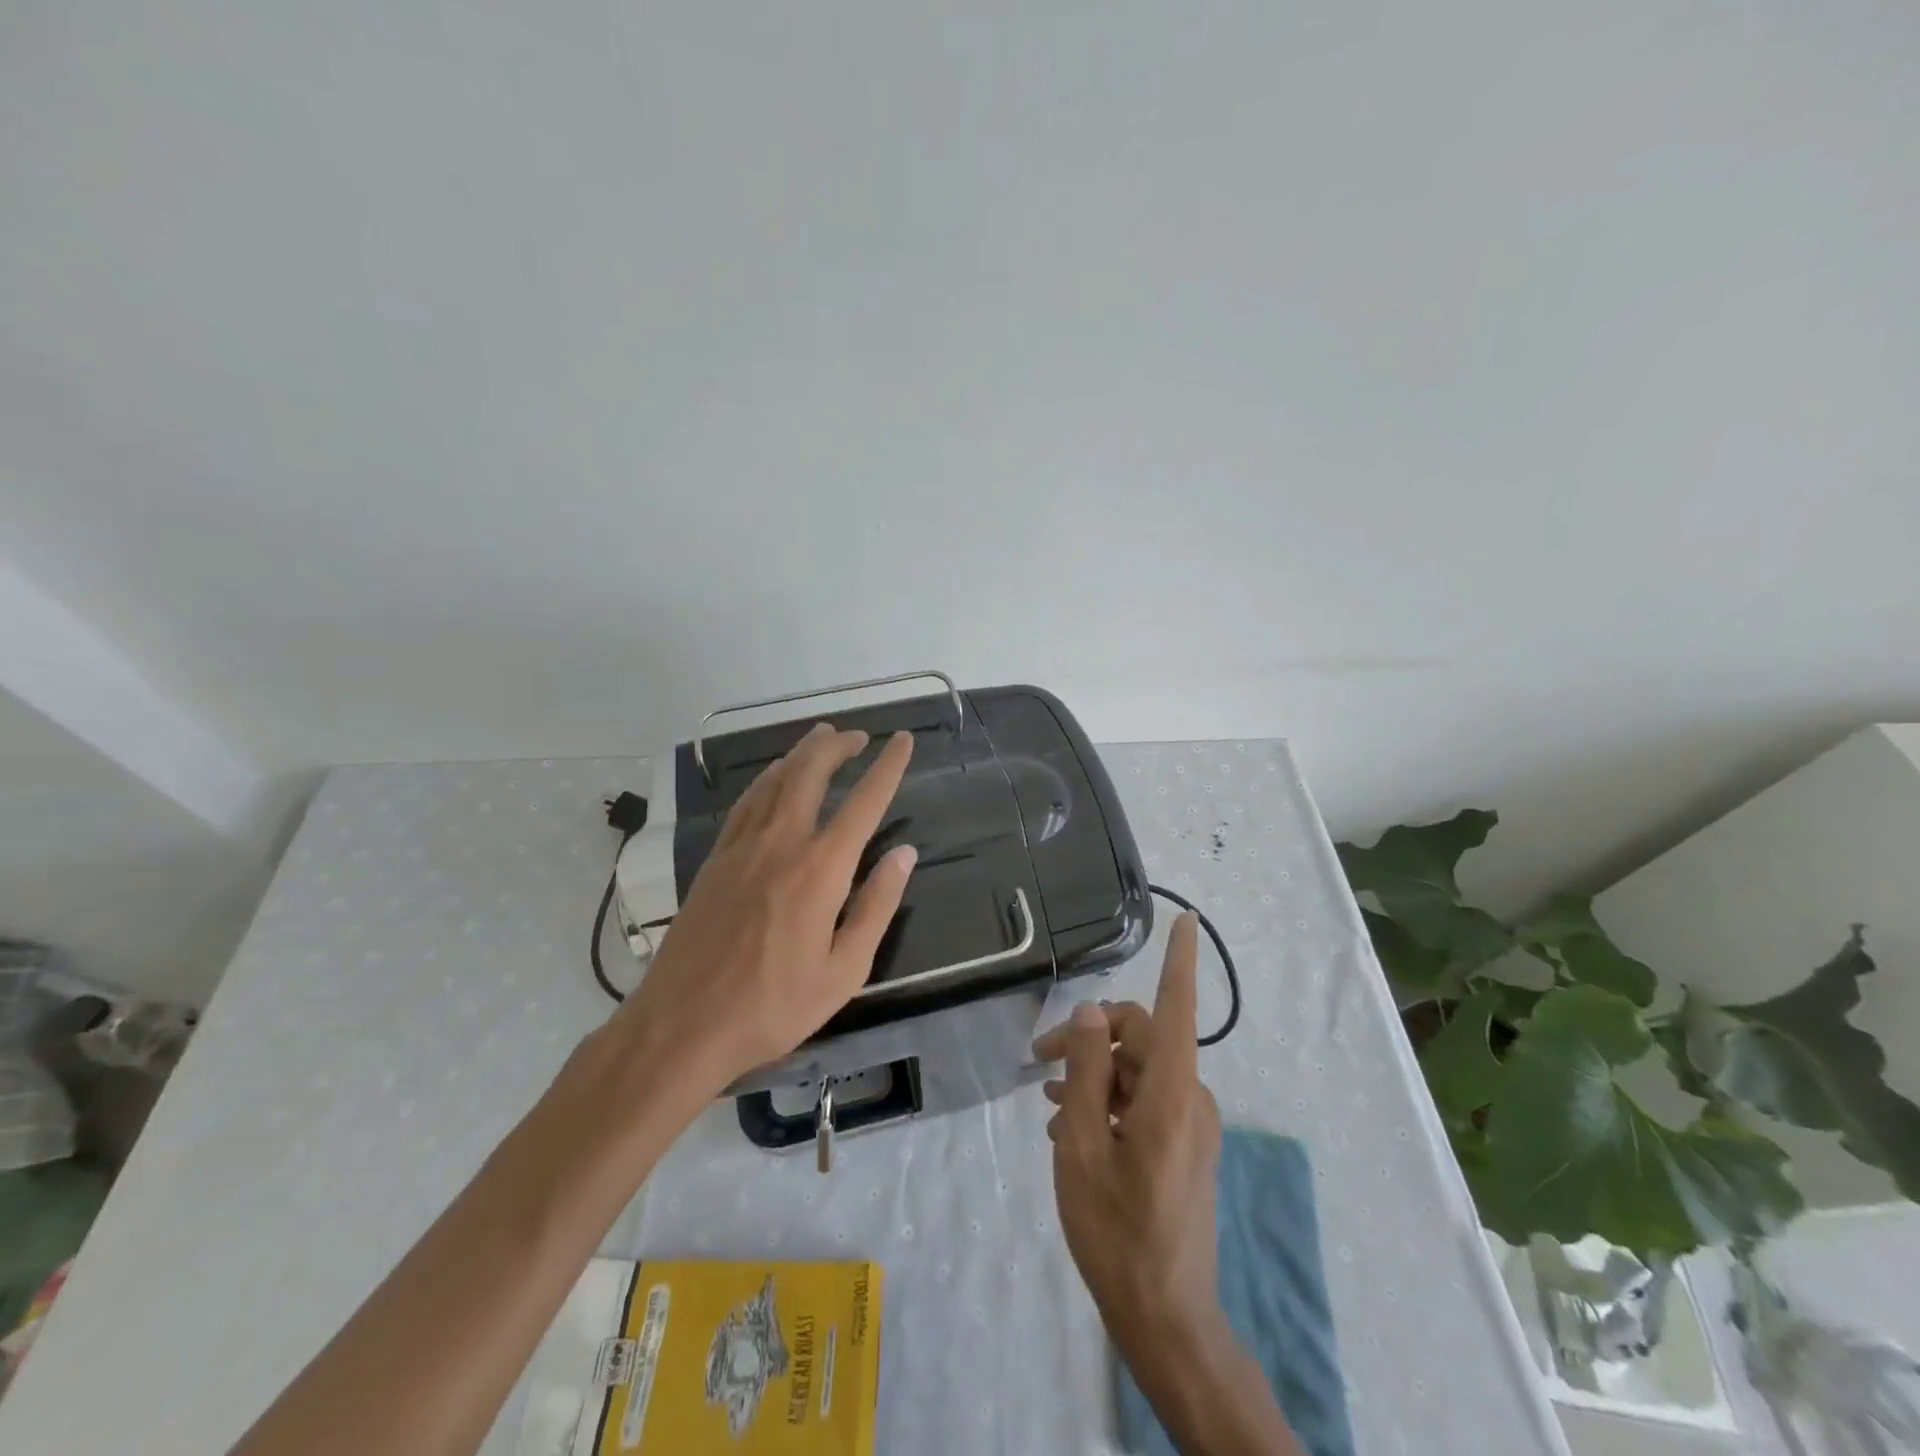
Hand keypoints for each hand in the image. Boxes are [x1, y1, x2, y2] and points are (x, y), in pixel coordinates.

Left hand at [614, 722, 916, 1091]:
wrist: (681, 1026)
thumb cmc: (773, 1007)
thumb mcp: (844, 971)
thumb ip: (877, 906)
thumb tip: (904, 854)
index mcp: (820, 870)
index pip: (863, 803)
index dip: (887, 767)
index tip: (903, 741)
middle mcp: (781, 843)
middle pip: (810, 773)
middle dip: (838, 746)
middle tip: (859, 736)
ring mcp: (741, 847)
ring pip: (774, 779)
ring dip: (802, 753)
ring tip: (822, 739)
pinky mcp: (714, 860)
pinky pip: (746, 801)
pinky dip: (768, 778)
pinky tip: (774, 778)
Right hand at [1034, 914, 1224, 1351]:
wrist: (1165, 1315)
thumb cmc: (1115, 1230)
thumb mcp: (1084, 1146)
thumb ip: (1087, 1072)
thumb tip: (1091, 1010)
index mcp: (1170, 1094)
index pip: (1176, 1009)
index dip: (1181, 961)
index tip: (1188, 919)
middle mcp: (1190, 1098)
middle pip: (1140, 1038)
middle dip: (1090, 1038)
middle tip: (1039, 1061)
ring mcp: (1191, 1123)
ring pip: (1138, 1069)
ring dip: (1095, 1074)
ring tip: (1049, 1103)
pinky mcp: (1186, 1142)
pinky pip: (1146, 1098)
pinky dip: (1110, 1098)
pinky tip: (1072, 1123)